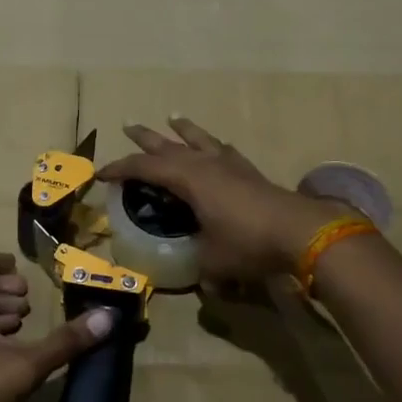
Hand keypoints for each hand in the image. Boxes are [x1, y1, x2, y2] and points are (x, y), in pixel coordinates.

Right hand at [97, 119, 350, 284]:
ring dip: (183, 130)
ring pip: (199, 139)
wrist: (300, 231)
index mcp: (188, 180)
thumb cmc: (247, 243)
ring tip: (173, 118)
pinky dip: (214, 145)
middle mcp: (206, 165)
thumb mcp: (213, 261)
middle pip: (169, 145)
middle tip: (128, 126)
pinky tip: (217, 146)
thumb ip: (200, 268)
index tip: (101, 173)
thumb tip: (203, 284)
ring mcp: (231, 165)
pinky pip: (224, 150)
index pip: (145, 168)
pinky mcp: (251, 172)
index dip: (121, 168)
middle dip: (146, 138)